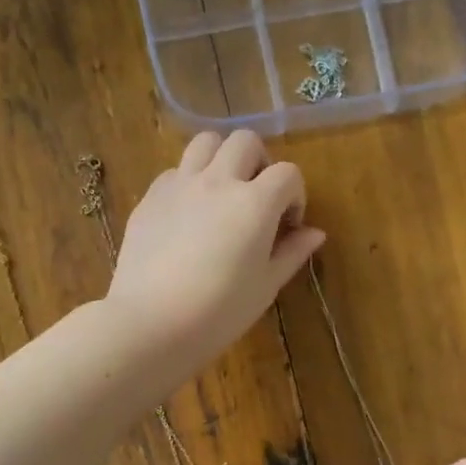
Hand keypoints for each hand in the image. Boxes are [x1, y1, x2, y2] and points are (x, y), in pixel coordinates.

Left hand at [105, 130, 325, 375]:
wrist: (151, 323)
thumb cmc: (219, 312)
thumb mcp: (265, 287)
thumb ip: (291, 253)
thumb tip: (315, 233)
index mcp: (255, 203)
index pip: (288, 173)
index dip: (294, 195)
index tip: (287, 225)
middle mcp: (218, 182)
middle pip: (245, 141)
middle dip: (259, 163)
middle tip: (256, 198)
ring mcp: (179, 185)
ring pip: (205, 142)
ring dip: (221, 158)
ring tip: (221, 192)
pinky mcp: (150, 197)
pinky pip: (175, 171)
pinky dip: (188, 181)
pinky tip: (187, 215)